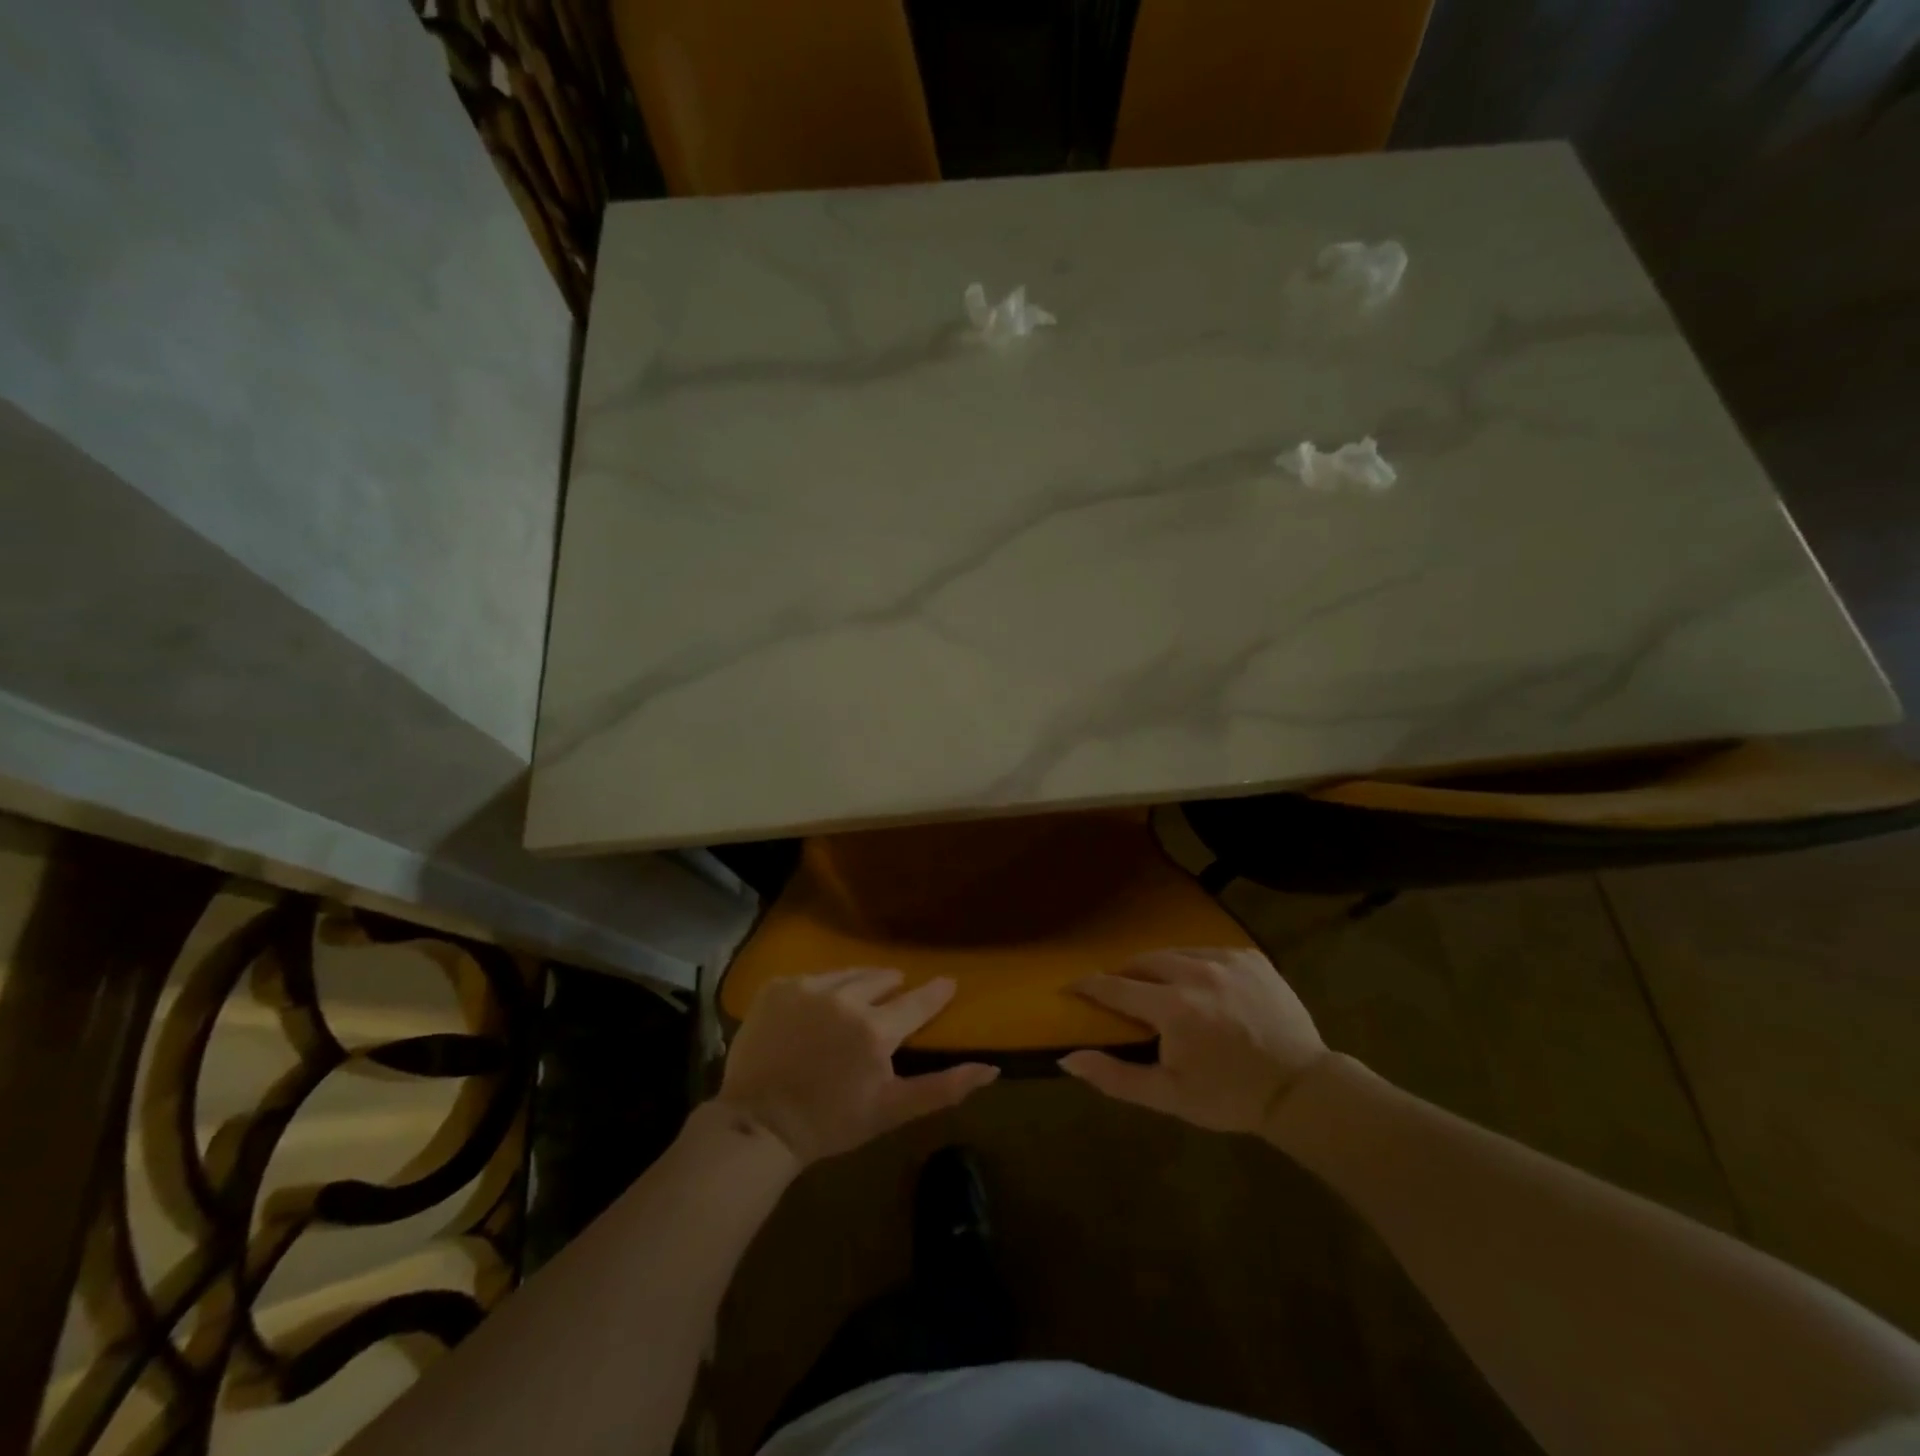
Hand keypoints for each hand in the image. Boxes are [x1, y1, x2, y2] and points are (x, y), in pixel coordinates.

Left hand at [717, 969, 998, 1164]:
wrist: (758, 1126)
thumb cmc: (831, 1123)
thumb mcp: (891, 1111)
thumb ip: (943, 1088)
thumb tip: (992, 1068)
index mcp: (875, 1030)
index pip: (917, 1001)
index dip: (935, 992)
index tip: (947, 983)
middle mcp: (844, 999)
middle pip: (881, 979)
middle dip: (891, 988)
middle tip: (891, 1001)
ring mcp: (807, 989)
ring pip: (846, 974)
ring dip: (857, 984)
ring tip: (856, 998)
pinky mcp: (777, 987)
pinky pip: (810, 978)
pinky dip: (819, 990)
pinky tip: (815, 1010)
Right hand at [1059, 948, 1328, 1133]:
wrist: (1302, 1089)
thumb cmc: (1229, 1097)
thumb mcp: (1169, 1096)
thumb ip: (1115, 1076)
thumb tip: (1068, 1058)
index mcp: (1174, 1008)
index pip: (1114, 987)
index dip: (1087, 986)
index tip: (1069, 986)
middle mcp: (1196, 973)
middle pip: (1142, 961)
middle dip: (1123, 975)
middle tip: (1118, 993)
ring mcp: (1226, 960)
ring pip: (1173, 952)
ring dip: (1156, 967)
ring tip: (1155, 987)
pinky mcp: (1249, 956)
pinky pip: (1205, 950)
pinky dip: (1191, 964)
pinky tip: (1197, 985)